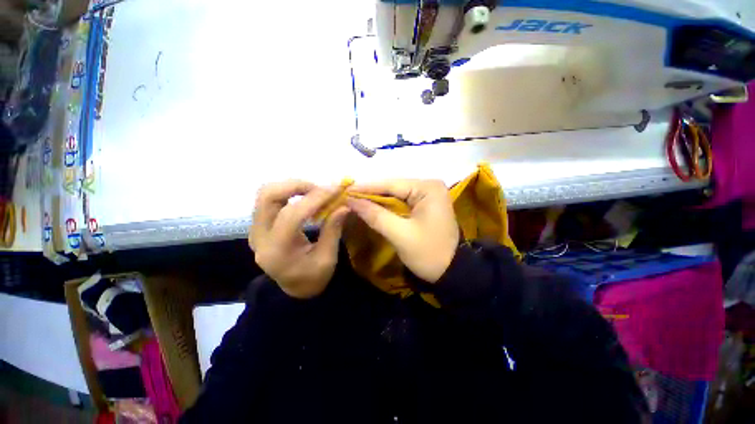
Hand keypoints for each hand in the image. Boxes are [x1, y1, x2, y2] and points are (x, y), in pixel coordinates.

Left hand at [249, 181, 349, 298]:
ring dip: (292, 187)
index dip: (315, 198)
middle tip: (321, 189)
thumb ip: (333, 230)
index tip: (336, 189)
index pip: (292, 215)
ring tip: (315, 192)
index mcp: (277, 251)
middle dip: (297, 186)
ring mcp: (256, 229)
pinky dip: (289, 192)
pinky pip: (269, 199)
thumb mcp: (327, 258)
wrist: (294, 288)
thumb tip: (343, 206)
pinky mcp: (260, 225)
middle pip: (268, 196)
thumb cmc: (313, 278)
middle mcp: (259, 237)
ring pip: (266, 193)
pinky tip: (306, 197)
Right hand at [347, 180, 458, 282]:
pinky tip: (373, 207)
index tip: (346, 190)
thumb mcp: (400, 234)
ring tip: (356, 201)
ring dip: (377, 200)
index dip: (367, 187)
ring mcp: (429, 195)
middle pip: (394, 187)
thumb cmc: (428, 253)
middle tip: (348, 197)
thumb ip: (375, 215)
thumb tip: (351, 201)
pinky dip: (387, 206)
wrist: (452, 272)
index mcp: (428, 188)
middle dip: (371, 193)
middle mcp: (430, 186)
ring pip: (396, 194)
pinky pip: (402, 202)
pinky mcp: (426, 205)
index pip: (392, 184)